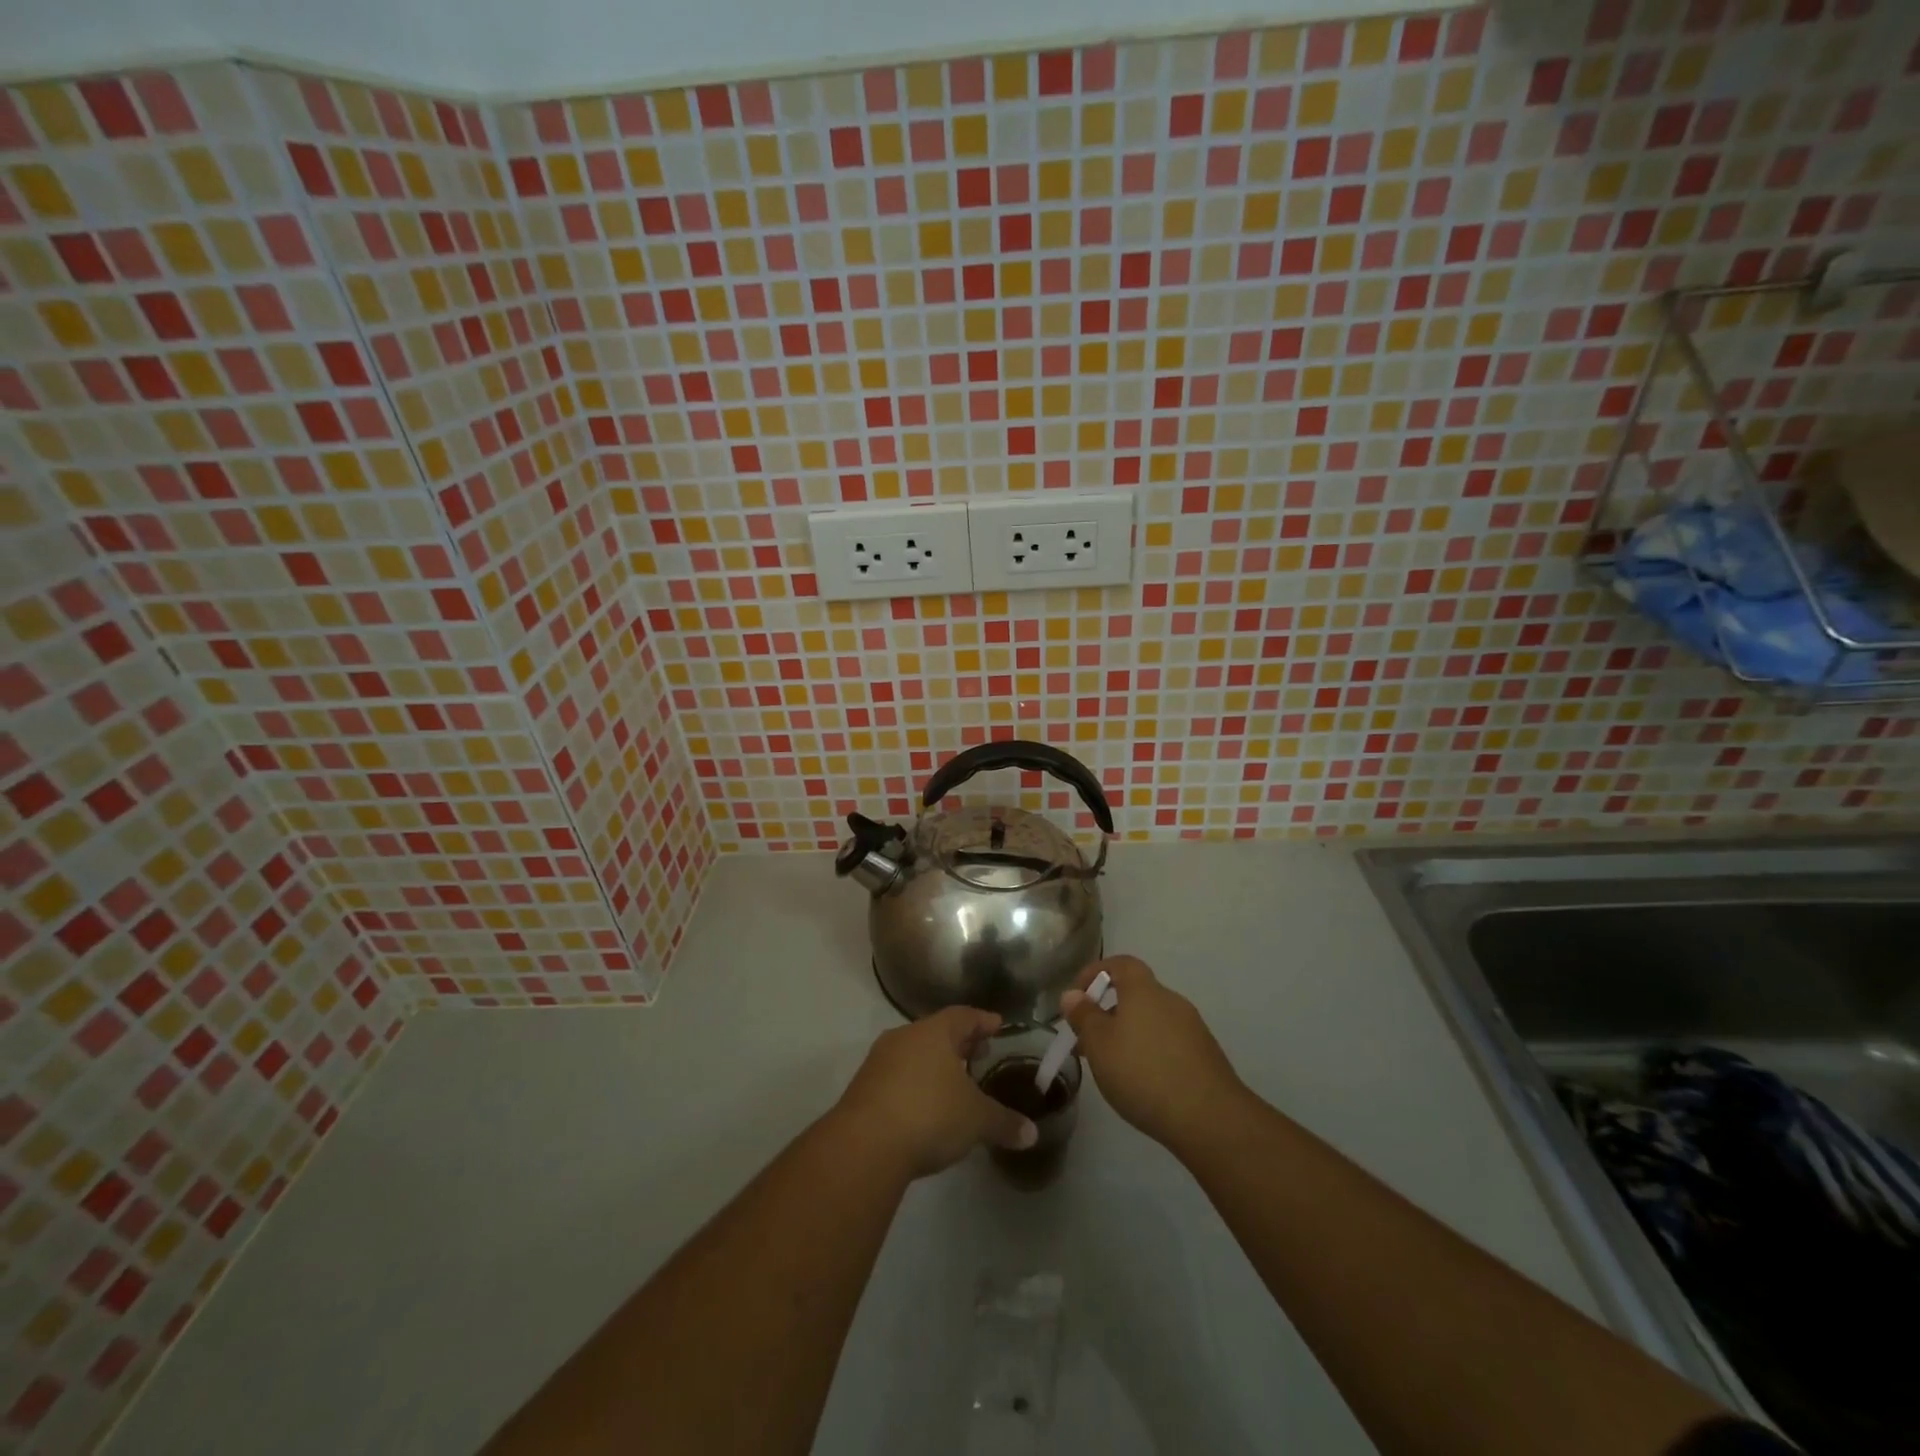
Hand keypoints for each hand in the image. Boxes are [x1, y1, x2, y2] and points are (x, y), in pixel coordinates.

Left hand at [832, 1008, 1038, 1178]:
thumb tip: (1032, 1134)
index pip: (964, 1016)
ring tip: (953, 1082)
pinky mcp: (863, 1088)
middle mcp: (905, 1037)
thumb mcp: (976, 1120)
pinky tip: (925, 1105)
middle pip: (937, 1032)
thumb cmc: (930, 1115)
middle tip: (979, 1053)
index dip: (982, 1021)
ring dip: (934, 1064)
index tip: (997, 1025)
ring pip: (914, 1053)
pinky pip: (897, 1076)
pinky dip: (915, 1084)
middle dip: (959, 1043)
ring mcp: (879, 1061)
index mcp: (934, 1032)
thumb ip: (1005, 1122)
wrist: (865, 1145)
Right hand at [1060, 956, 1244, 1151]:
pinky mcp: (1205, 1055)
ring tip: (1111, 1066)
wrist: (1210, 1118)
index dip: (1096, 972)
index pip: (1121, 963)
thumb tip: (1072, 995)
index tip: (1077, 996)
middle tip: (1088, 1040)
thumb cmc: (1143, 1073)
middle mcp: (1171, 1001)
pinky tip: (1142, 1082)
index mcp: (1144, 990)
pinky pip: (1168, 1042)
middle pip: (1136, 994)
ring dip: (1128, 1034)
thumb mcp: (1099, 1045)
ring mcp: (1192, 1028)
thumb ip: (1084, 1016)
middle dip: (1109, 1011)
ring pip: (1151, 1020)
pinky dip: (1150, 1051)